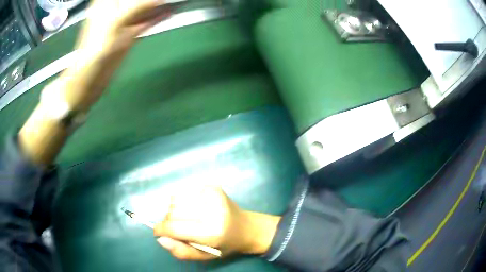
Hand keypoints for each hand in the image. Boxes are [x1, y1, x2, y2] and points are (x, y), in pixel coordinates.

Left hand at [19, 0, 172, 164]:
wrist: (90, 77)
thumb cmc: (96, 48)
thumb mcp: (116, 22)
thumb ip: (139, 7)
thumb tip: (161, 1)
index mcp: (106, 1)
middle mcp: (115, 8)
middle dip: (149, 0)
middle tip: (163, 0)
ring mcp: (123, 21)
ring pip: (143, 8)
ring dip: (156, 5)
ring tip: (173, 2)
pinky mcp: (129, 33)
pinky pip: (146, 21)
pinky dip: (157, 17)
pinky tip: (170, 12)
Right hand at [153, 186, 280, 259]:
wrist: (246, 227)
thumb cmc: (224, 245)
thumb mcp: (205, 256)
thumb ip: (181, 251)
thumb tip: (160, 238)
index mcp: (211, 232)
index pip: (173, 227)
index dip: (161, 230)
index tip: (158, 232)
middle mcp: (212, 210)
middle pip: (172, 212)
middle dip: (169, 221)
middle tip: (178, 228)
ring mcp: (212, 194)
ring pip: (175, 199)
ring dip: (174, 210)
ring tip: (186, 218)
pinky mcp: (212, 186)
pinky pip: (184, 191)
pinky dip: (182, 201)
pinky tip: (193, 208)